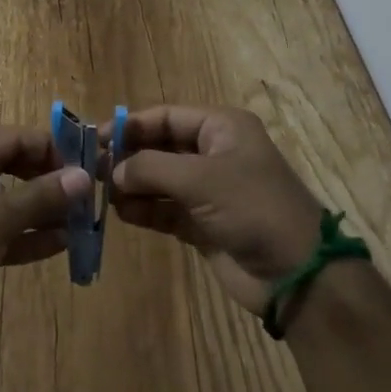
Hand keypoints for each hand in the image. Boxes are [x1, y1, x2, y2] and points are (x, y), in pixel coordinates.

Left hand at [0, 127, 91, 342]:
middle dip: (51, 181)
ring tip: (83, 221)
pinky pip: (3, 227)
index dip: (54, 151)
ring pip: (11, 198)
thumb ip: (40, 197)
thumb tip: (84, 177)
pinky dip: (28, 234)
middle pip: (15, 165)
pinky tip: (62, 243)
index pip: (16, 138)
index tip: (90, 168)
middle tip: (88, 197)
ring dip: (44, 210)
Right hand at [110, 105, 323, 312]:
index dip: (131, 125)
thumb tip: (112, 170)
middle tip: (93, 168)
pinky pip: (166, 208)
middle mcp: (214, 152)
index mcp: (221, 127)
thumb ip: (151, 168)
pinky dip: (145, 209)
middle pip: (161, 146)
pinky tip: (121, 213)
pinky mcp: (204, 223)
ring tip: (102, 193)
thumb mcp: (200, 179)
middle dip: (129, 156)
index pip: (166, 116)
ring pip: (160, 179)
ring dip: (133, 185)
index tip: (96, 138)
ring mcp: (209, 190)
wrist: (297, 275)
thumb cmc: (252, 207)